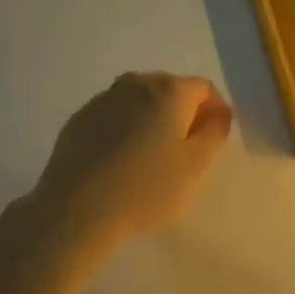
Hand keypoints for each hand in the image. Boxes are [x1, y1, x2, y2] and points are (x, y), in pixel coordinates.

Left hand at [23, 72, 233, 247]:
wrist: (75, 209)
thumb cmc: (145, 189)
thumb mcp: (196, 167)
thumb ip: (215, 132)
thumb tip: (218, 112)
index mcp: (168, 91)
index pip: (203, 88)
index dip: (214, 111)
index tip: (212, 141)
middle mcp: (136, 84)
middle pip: (171, 90)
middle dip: (183, 114)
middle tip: (184, 152)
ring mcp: (103, 99)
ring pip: (140, 101)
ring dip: (152, 120)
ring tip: (150, 158)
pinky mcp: (80, 118)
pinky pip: (114, 115)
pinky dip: (125, 129)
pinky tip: (120, 161)